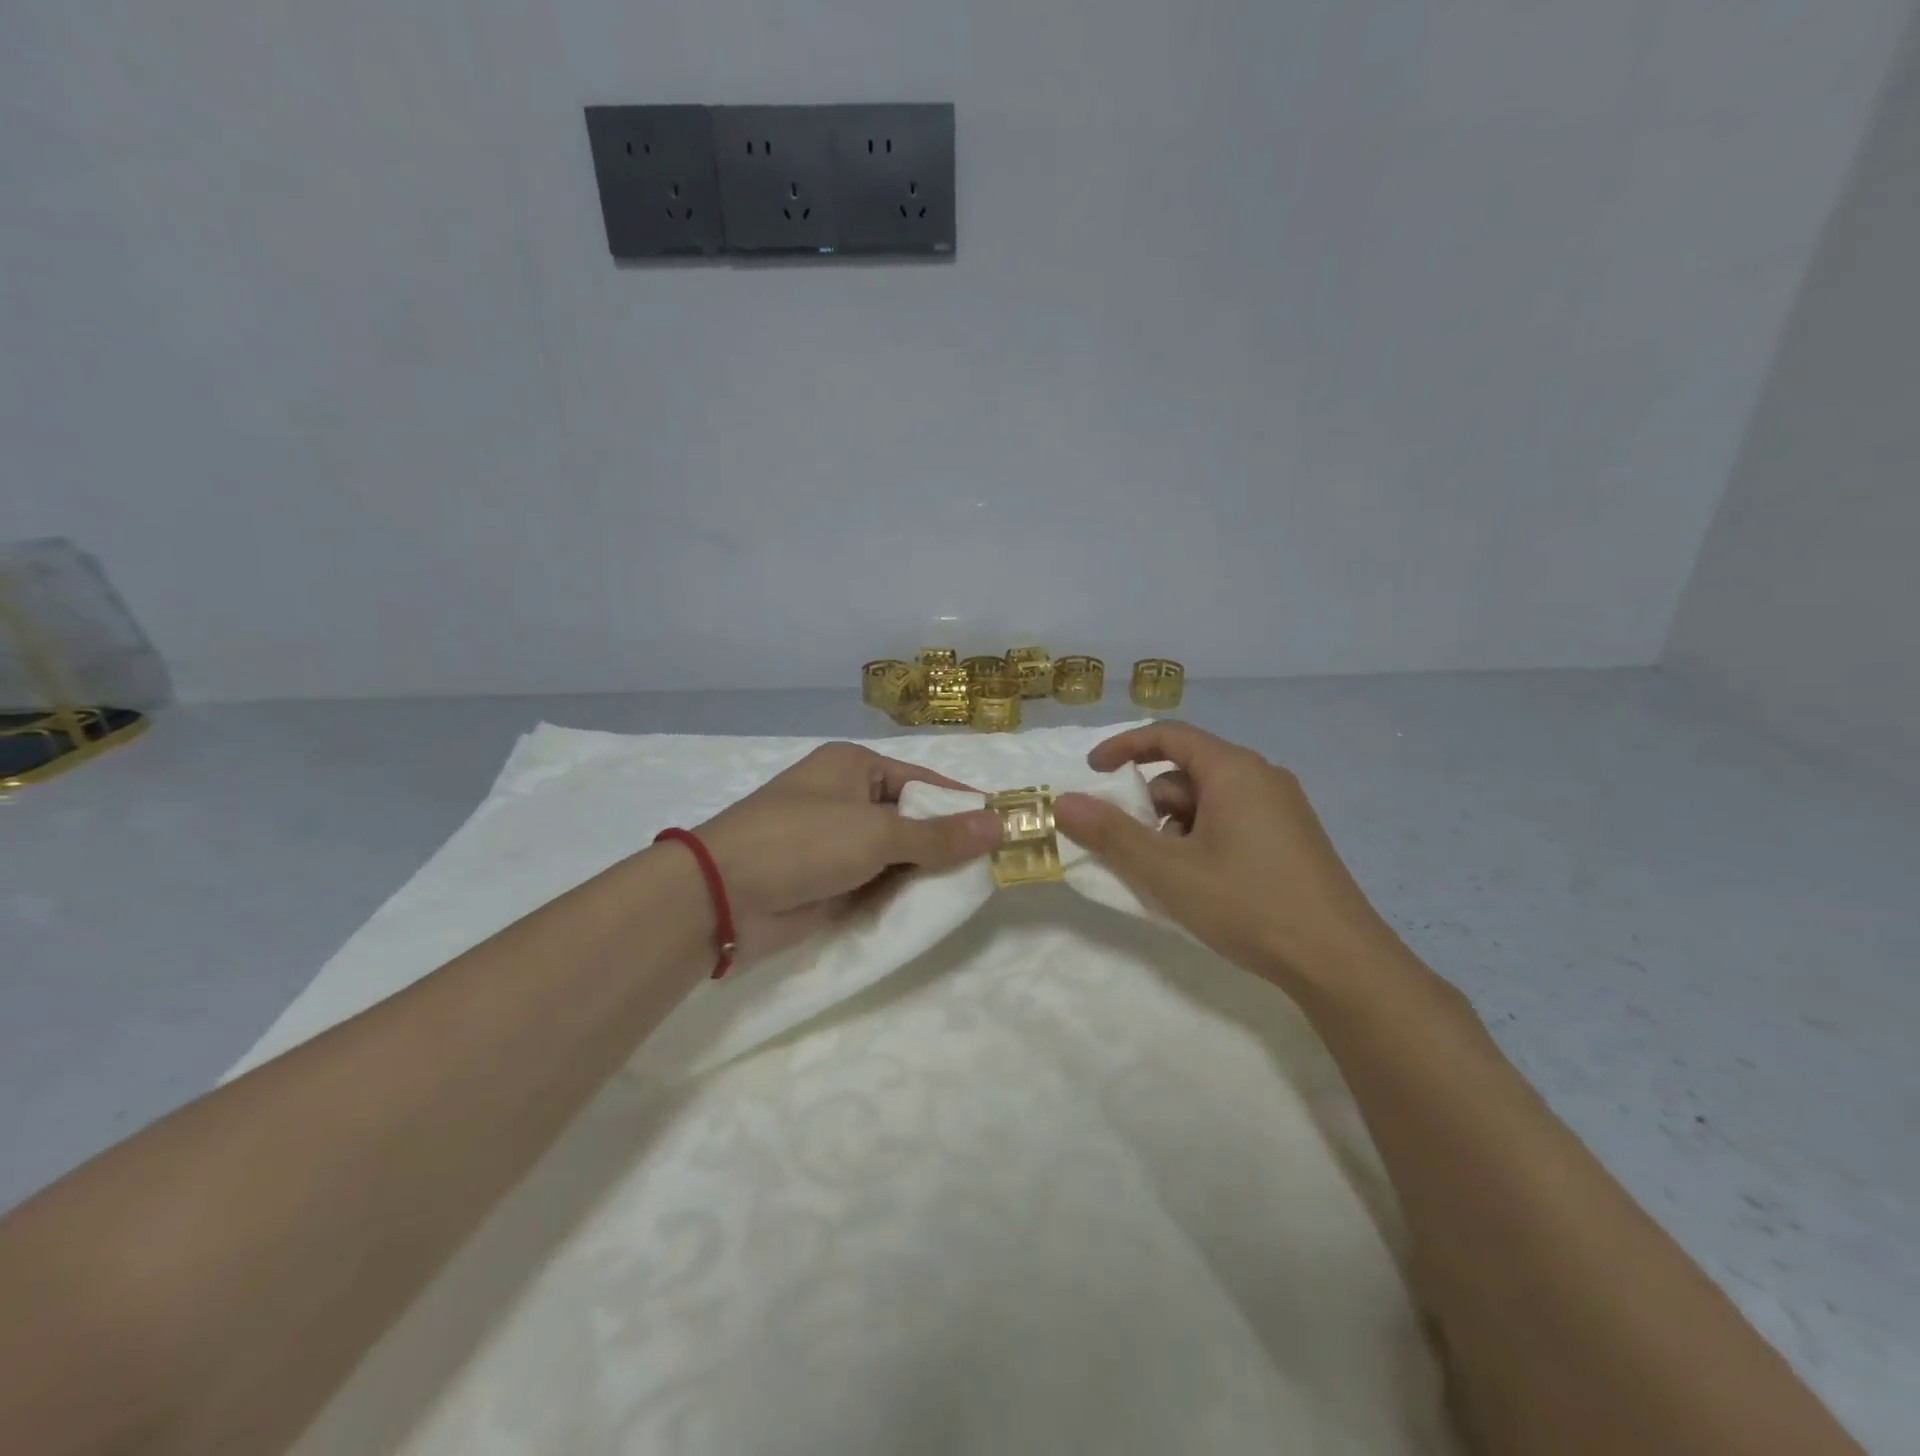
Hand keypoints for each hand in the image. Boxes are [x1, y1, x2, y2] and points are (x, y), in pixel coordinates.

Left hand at [691, 742, 1001, 965]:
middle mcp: (846, 799)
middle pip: (912, 818)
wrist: (722, 897)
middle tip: (994, 866)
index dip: (962, 804)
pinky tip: (933, 908)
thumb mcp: (878, 833)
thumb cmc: (803, 842)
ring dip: (925, 872)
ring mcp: (835, 843)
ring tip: (973, 890)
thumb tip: (1001, 825)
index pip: (923, 781)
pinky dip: (900, 895)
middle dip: (947, 842)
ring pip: (896, 855)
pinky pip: (877, 884)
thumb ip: (939, 835)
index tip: (1003, 827)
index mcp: (854, 767)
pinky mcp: (828, 882)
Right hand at [1052, 723, 1401, 994]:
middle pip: (1187, 771)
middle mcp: (1262, 777)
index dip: (1125, 747)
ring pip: (1209, 800)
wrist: (1339, 962)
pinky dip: (1203, 839)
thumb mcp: (1168, 870)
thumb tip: (1062, 802)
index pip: (1169, 735)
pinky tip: (1202, 883)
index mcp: (1234, 770)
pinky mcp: (1292, 838)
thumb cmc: (1248, 903)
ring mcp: (1282, 808)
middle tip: (1132, 846)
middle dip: (1150, 804)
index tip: (1093, 772)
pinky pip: (1232, 820)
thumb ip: (1111, 834)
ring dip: (1175, 827)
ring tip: (1169, 875)